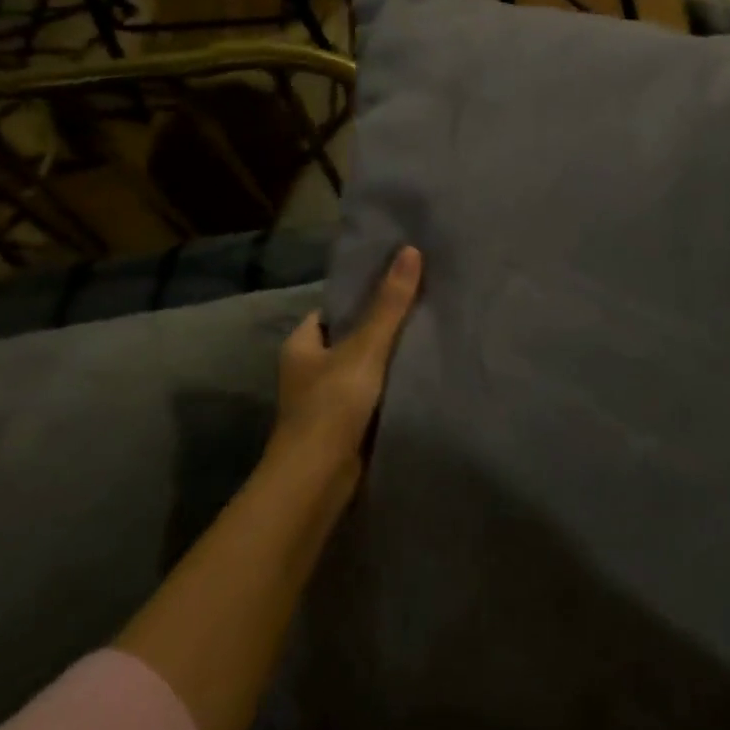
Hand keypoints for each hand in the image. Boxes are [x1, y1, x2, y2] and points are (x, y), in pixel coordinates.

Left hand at [269, 245, 422, 487]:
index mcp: (301, 345)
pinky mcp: (343, 425)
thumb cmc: (332, 405)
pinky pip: (371, 396)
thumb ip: (389, 305)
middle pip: (349, 339)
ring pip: (362, 369)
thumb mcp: (365, 348)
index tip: (397, 285)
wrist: (318, 479)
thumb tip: (410, 250)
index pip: (332, 310)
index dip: (361, 297)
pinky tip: (419, 379)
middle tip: (422, 308)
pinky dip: (390, 388)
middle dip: (380, 328)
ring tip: (428, 337)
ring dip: (387, 361)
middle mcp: (308, 370)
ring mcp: (325, 400)